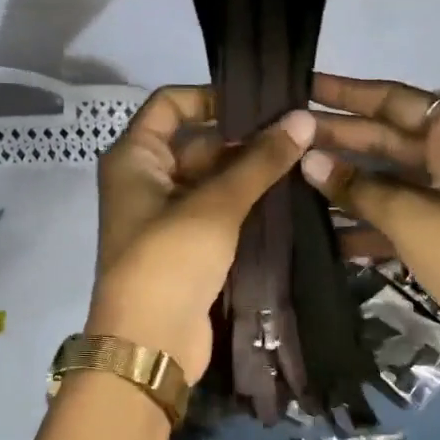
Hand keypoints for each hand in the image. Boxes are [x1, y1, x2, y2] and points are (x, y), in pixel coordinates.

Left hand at [92, 86, 314, 382]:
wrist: (151, 343)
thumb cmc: (170, 260)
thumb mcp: (215, 205)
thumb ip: (259, 161)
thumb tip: (303, 118)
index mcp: (135, 159)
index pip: (169, 105)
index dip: (211, 96)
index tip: (261, 102)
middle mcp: (147, 181)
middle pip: (197, 144)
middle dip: (244, 140)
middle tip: (299, 133)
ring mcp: (167, 218)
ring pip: (212, 182)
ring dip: (250, 175)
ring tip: (304, 160)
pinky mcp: (188, 249)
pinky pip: (219, 214)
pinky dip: (246, 206)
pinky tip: (289, 198)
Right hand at [301, 73, 439, 375]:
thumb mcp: (412, 216)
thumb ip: (358, 187)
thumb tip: (309, 159)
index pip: (398, 100)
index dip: (350, 94)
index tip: (307, 86)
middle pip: (390, 139)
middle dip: (341, 138)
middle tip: (288, 133)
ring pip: (390, 181)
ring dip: (347, 183)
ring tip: (293, 176)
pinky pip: (398, 217)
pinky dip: (366, 221)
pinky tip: (324, 228)